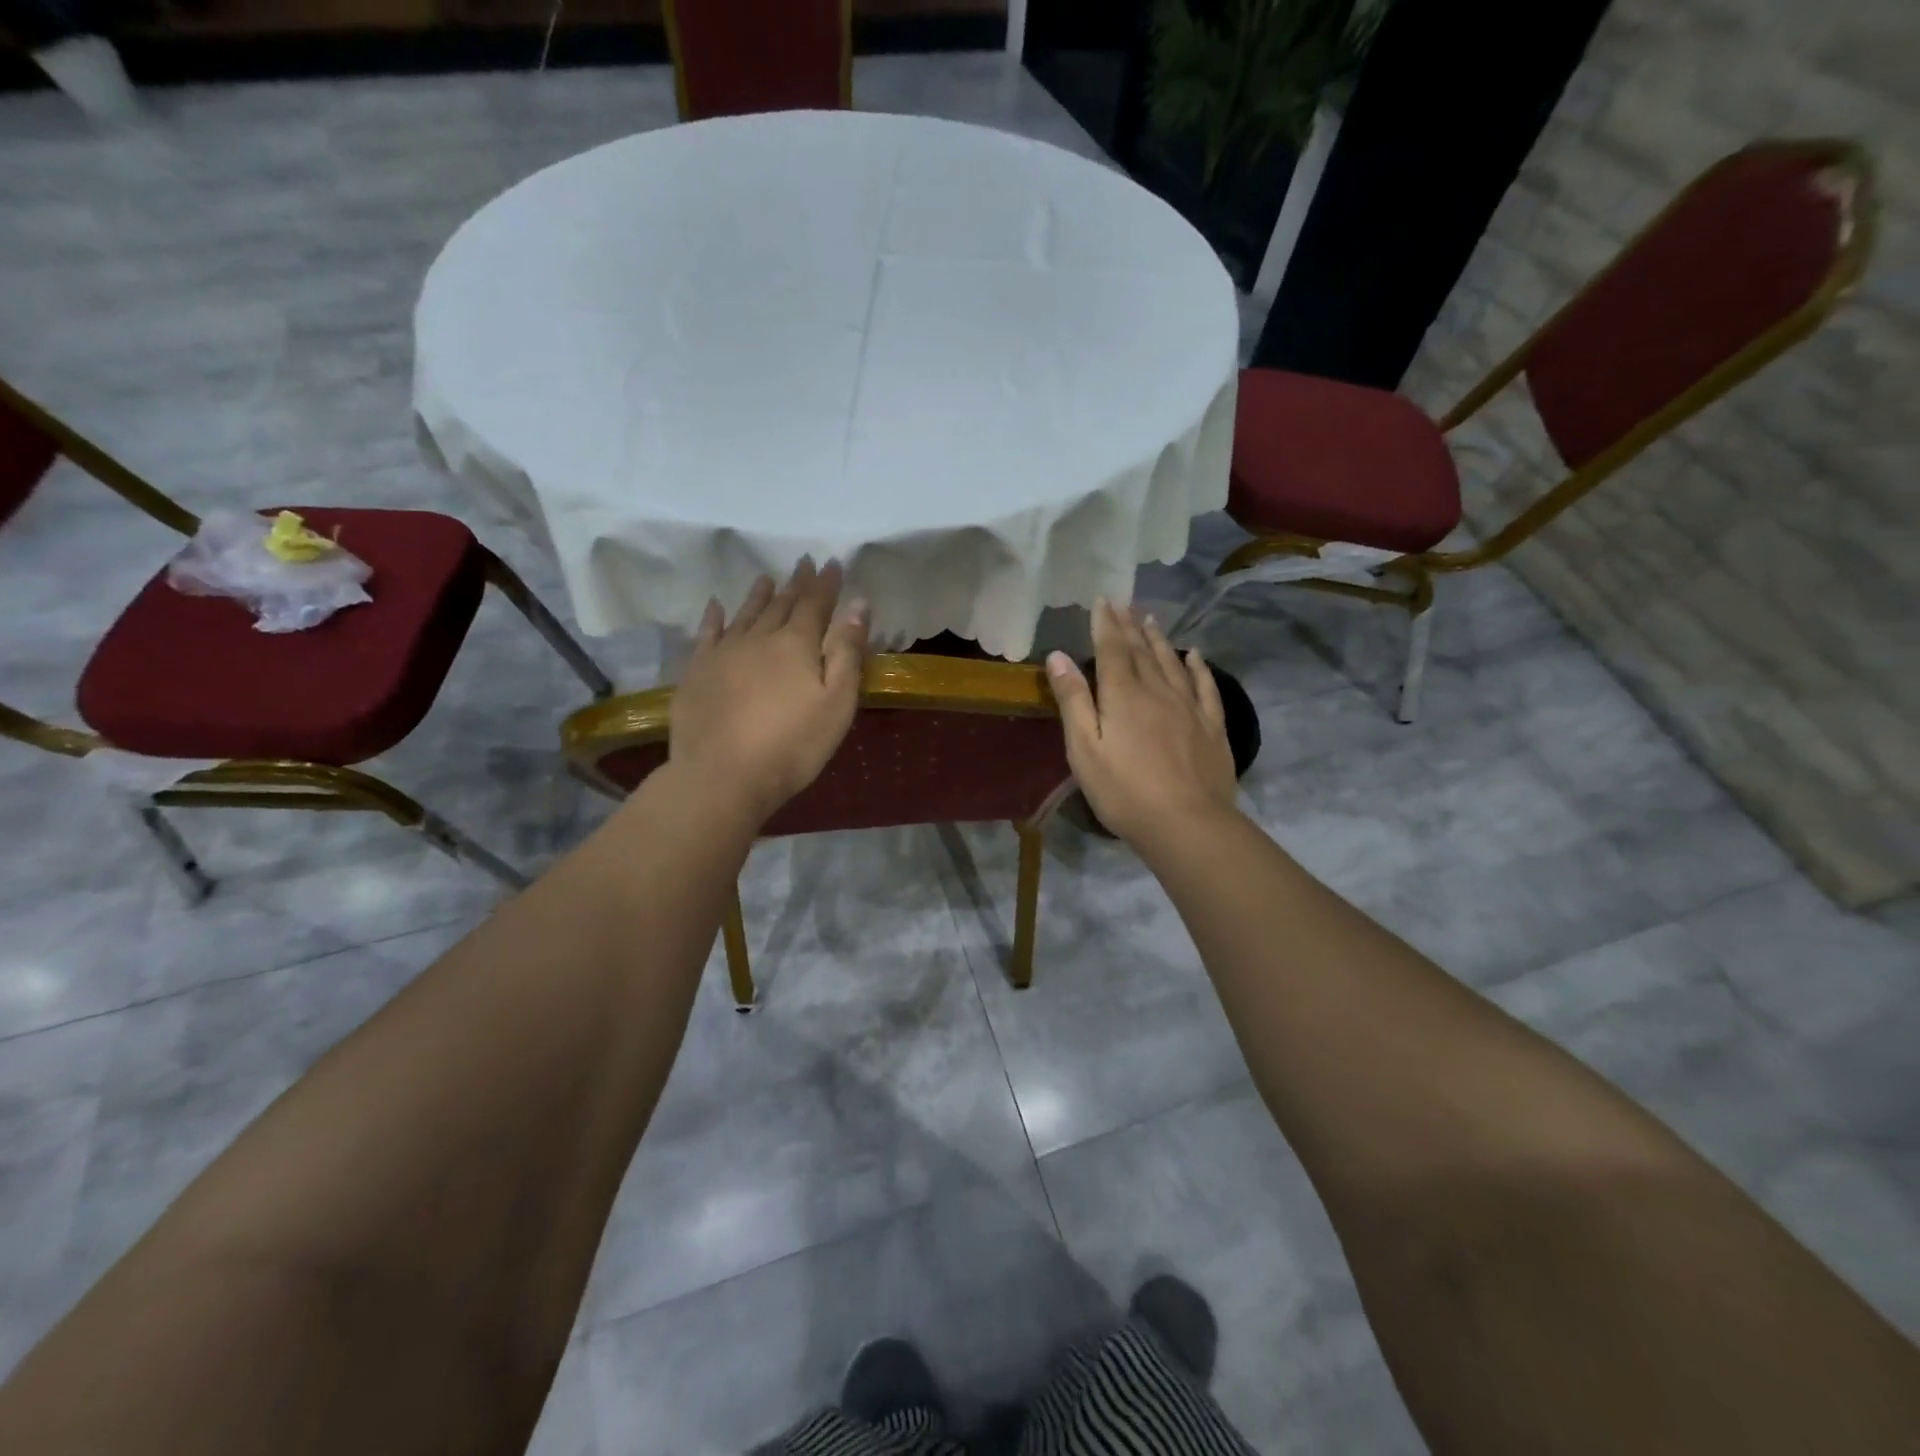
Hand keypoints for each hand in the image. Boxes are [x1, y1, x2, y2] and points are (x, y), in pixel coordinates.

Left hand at [668, 559, 869, 826]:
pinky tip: (715, 606)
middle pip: (781, 604)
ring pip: (745, 614)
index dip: (825, 584)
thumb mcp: (837, 703)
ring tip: (766, 577)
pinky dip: (714, 617)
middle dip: (796, 584)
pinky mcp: (697, 672)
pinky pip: (707, 634)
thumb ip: (847, 652)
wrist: (722, 775)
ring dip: (758, 594)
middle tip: (803, 563)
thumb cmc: (793, 744)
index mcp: (796, 644)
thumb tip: (857, 605)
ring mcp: (723, 653)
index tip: (832, 562)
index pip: (815, 604)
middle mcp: (759, 638)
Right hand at [1046, 600, 1238, 847]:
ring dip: (1159, 639)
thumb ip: (1073, 700)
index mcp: (1123, 695)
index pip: (1112, 649)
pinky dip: (1198, 667)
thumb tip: (1058, 655)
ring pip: (1172, 662)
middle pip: (1142, 650)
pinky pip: (1205, 686)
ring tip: (1151, 620)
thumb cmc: (1123, 791)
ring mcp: (1189, 707)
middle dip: (1130, 626)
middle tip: (1124, 604)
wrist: (1187, 823)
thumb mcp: (1084, 749)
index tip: (1103, 600)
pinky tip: (1194, 655)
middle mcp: (1158, 690)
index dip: (1106, 624)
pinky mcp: (1212, 726)